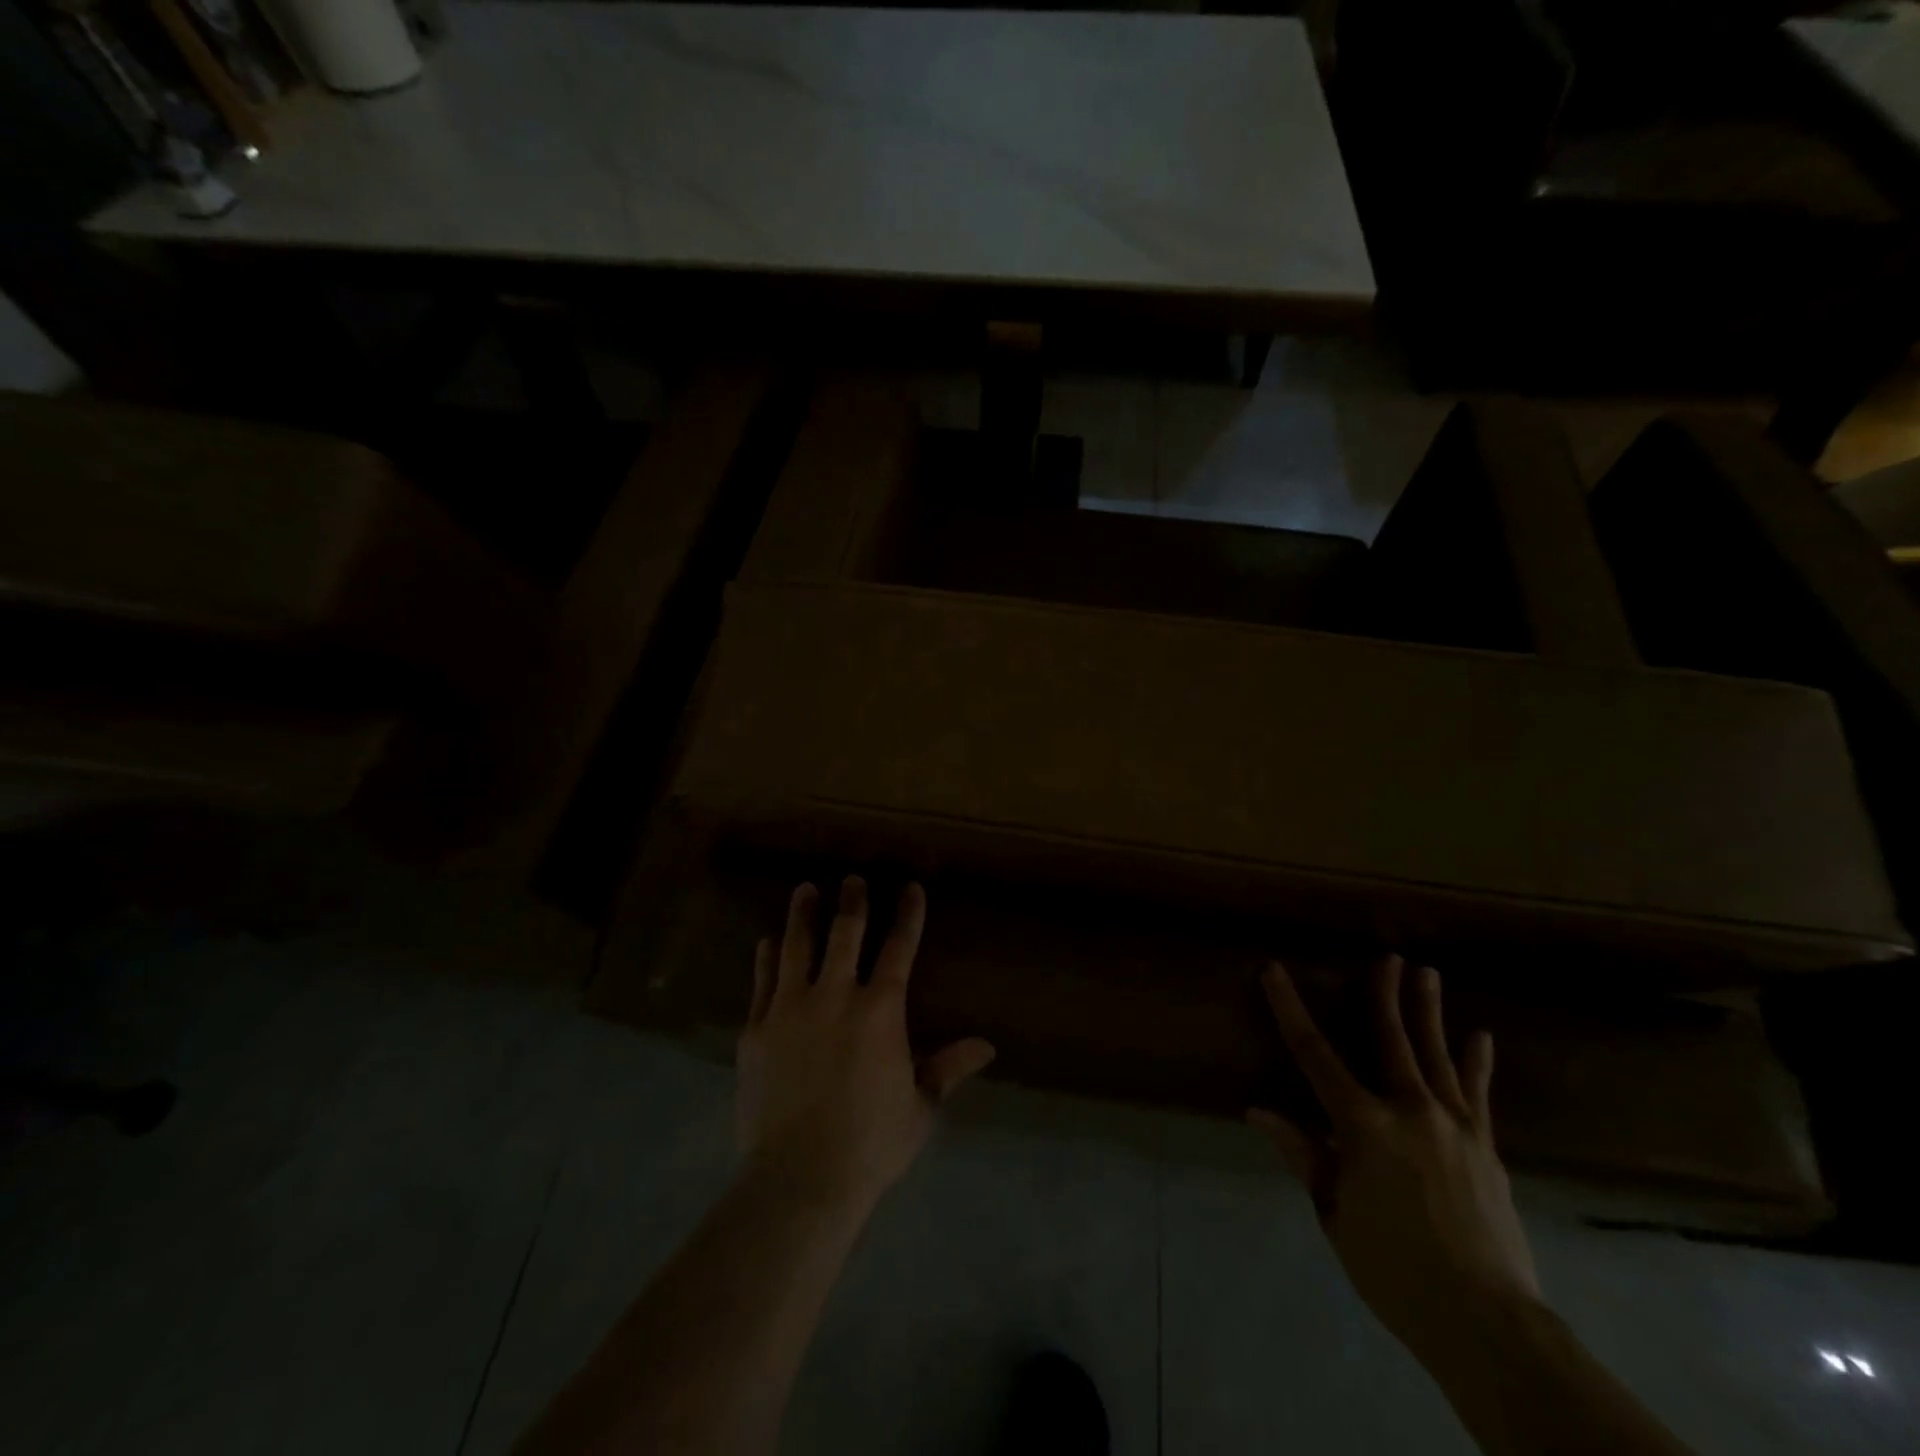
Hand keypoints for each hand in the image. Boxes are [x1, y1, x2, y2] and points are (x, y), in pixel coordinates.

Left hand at [736, 877, 995, 1216]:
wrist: (798, 1179)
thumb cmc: (870, 1144)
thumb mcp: (920, 1107)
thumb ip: (948, 1068)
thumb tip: (988, 1046)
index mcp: (880, 1010)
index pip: (899, 948)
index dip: (907, 915)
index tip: (910, 888)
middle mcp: (835, 996)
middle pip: (844, 934)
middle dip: (852, 901)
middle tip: (852, 879)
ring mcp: (790, 1009)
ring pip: (797, 947)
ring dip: (803, 915)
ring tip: (805, 890)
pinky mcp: (756, 1029)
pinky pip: (762, 981)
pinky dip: (767, 958)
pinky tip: (767, 942)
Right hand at [1249, 957, 1539, 1361]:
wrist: (1488, 1323)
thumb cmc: (1393, 1267)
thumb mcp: (1334, 1212)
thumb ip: (1303, 1154)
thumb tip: (1259, 1110)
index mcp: (1363, 1125)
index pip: (1314, 1054)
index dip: (1289, 1009)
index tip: (1273, 971)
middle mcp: (1410, 1111)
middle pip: (1392, 1040)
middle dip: (1384, 994)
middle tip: (1388, 956)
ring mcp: (1455, 1127)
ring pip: (1437, 1056)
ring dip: (1429, 1012)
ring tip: (1428, 973)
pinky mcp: (1487, 1149)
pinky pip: (1480, 1095)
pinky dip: (1477, 1063)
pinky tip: (1480, 1036)